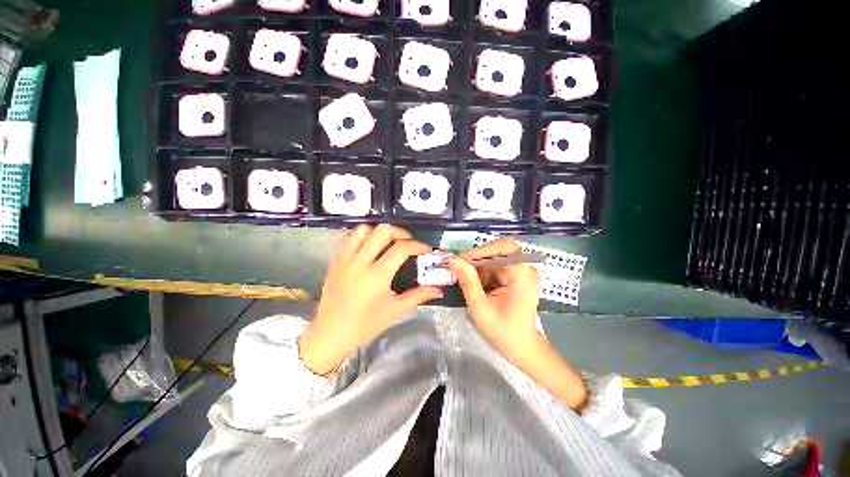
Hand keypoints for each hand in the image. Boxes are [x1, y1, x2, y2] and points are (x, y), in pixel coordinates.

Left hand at [299, 224, 442, 374]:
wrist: (331, 333)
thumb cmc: (366, 325)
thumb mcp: (395, 311)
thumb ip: (419, 296)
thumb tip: (439, 290)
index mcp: (377, 275)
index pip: (401, 248)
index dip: (417, 245)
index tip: (426, 249)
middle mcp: (360, 262)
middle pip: (383, 231)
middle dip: (400, 233)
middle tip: (407, 243)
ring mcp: (345, 258)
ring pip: (364, 229)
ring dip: (380, 232)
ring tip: (388, 243)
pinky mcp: (335, 259)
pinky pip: (349, 237)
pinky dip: (362, 236)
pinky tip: (369, 246)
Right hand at [447, 238, 540, 358]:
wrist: (521, 346)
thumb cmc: (503, 331)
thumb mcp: (480, 308)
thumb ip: (468, 282)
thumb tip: (454, 260)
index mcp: (522, 274)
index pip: (503, 248)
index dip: (480, 251)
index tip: (460, 260)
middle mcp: (525, 268)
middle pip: (500, 249)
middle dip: (478, 257)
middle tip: (461, 268)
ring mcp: (522, 271)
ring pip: (495, 255)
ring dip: (479, 265)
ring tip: (467, 280)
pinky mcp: (516, 275)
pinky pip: (496, 264)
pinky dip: (484, 271)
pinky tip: (477, 284)